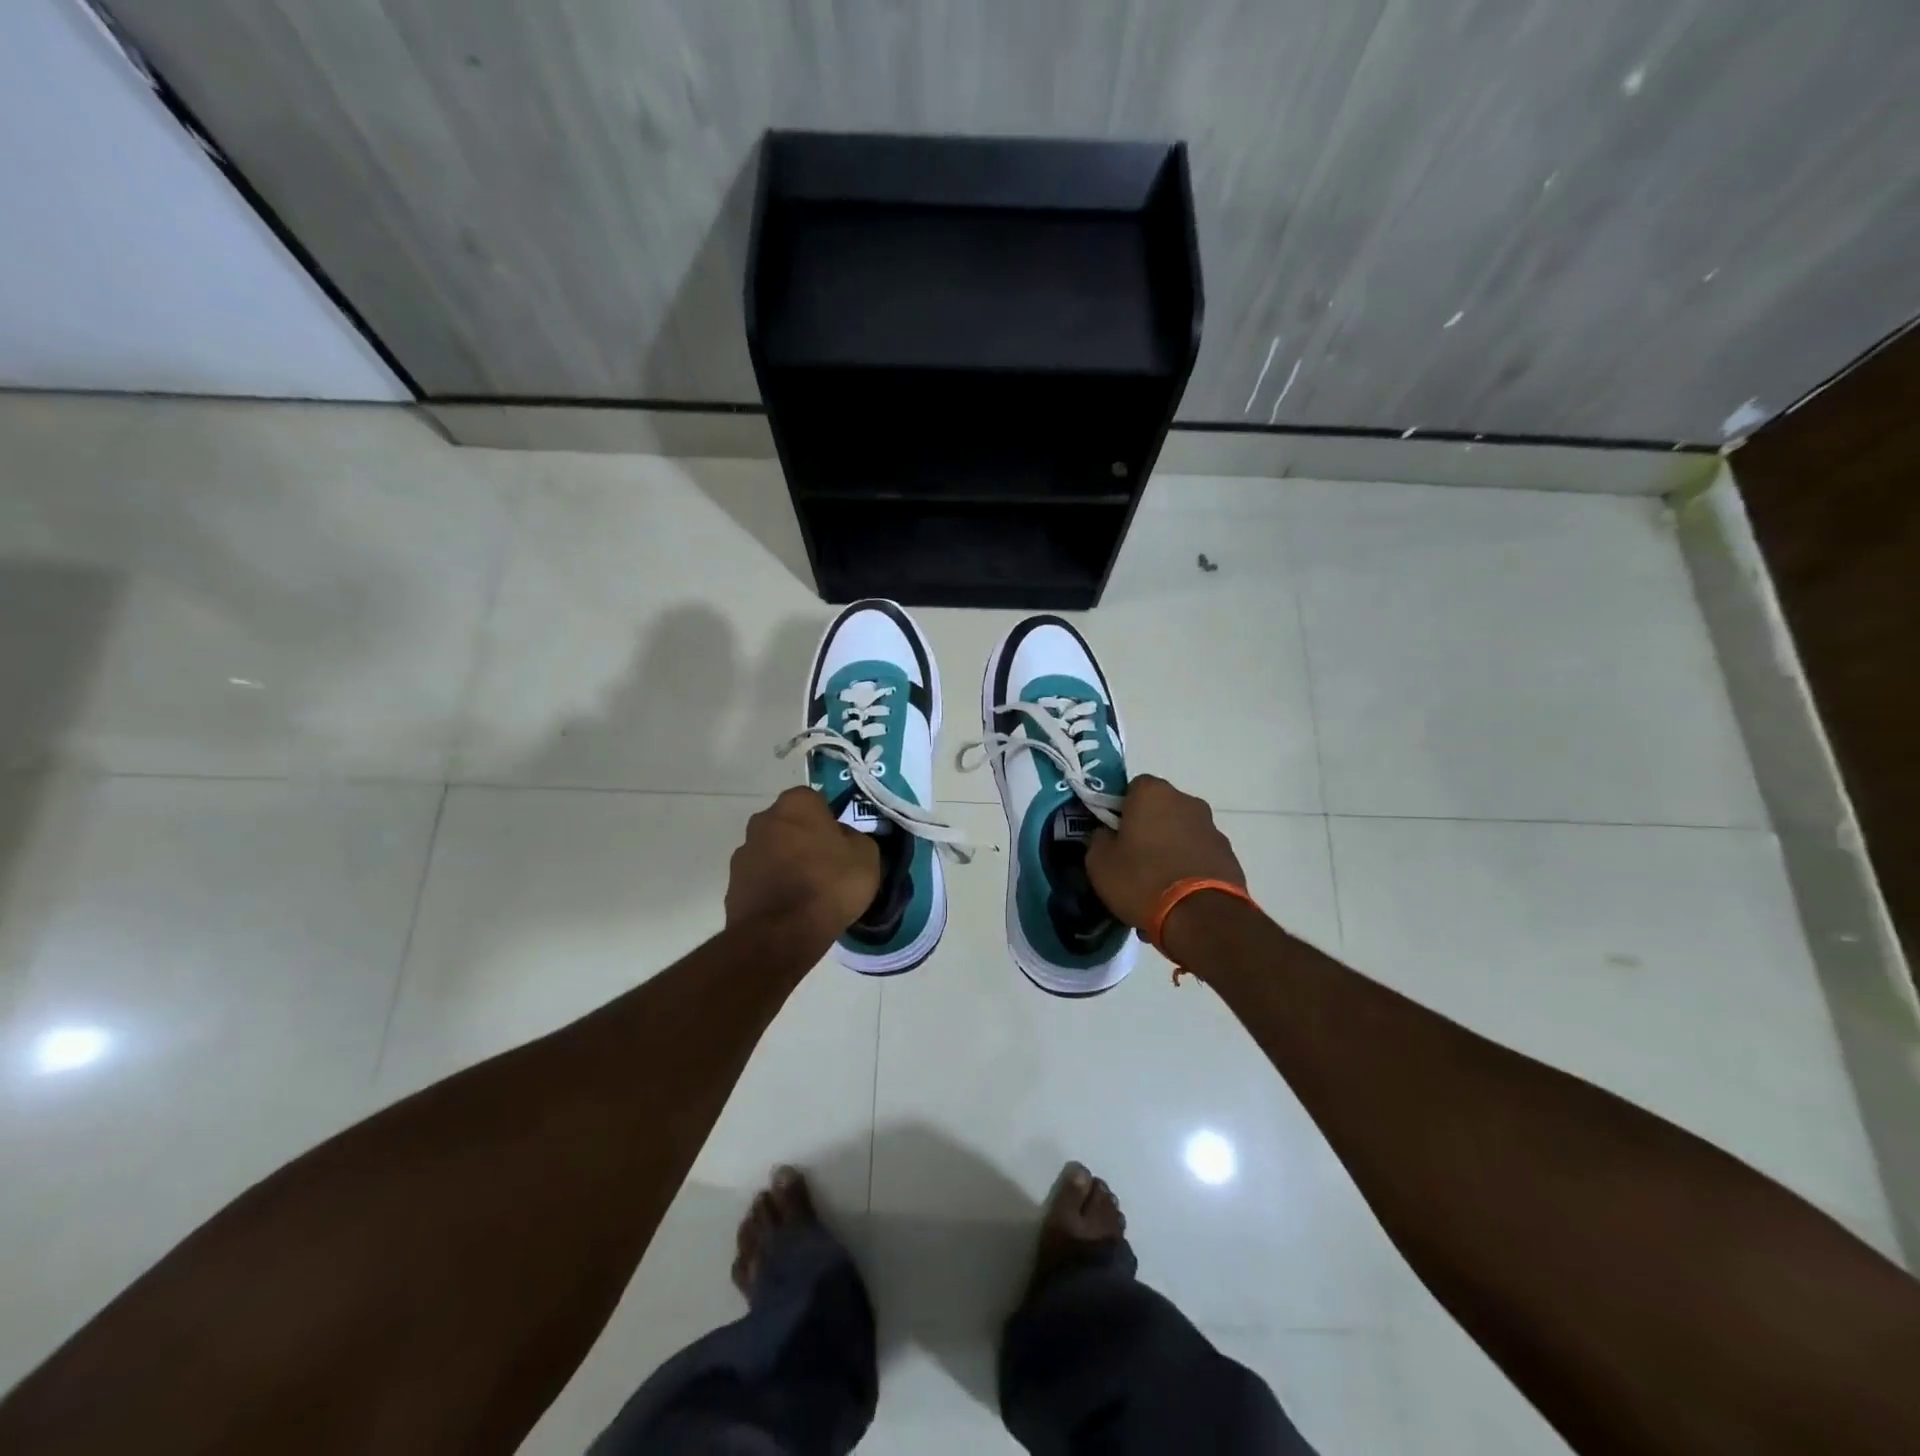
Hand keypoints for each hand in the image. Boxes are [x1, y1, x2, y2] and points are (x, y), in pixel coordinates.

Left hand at [726, 787, 881, 937]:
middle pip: (788, 824)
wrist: (782, 934)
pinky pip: (760, 879)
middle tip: (824, 865)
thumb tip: (842, 839)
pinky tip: (789, 909)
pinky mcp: (732, 884)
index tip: (839, 842)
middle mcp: (763, 820)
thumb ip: (854, 838)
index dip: (828, 820)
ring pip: (772, 851)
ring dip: (785, 863)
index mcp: (796, 804)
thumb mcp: (866, 856)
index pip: (814, 800)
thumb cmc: (829, 884)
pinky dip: (772, 888)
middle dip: (802, 839)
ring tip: (806, 892)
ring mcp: (743, 853)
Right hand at [1086, 775, 1245, 933]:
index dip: (1121, 810)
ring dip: (1170, 848)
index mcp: (1152, 793)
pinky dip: (1189, 867)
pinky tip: (1179, 895)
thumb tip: (1107, 835)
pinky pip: (1199, 855)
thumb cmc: (1142, 880)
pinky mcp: (1229, 855)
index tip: (1114, 834)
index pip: (1132, 788)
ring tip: (1158, 884)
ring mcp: (1212, 828)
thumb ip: (1099, 840)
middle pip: (1160, 809)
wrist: (1201, 917)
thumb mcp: (1100, 863)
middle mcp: (1186, 801)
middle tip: (1133, 859)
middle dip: (1148, 828)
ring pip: (1181, 832)